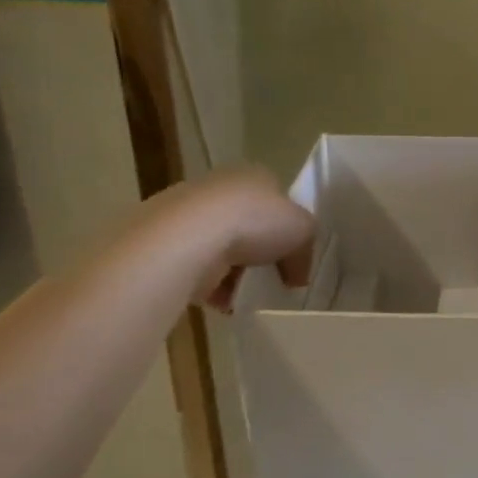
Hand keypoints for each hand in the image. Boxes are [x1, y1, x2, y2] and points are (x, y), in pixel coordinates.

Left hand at [146, 169, 315, 310]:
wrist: (191, 238)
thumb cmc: (254, 221)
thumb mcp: (304, 230)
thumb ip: (306, 250)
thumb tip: (297, 275)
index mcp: (255, 176)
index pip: (278, 201)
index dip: (289, 229)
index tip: (296, 257)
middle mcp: (221, 189)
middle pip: (250, 226)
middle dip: (261, 254)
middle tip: (275, 278)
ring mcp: (191, 214)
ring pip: (225, 250)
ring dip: (238, 273)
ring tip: (250, 293)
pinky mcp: (171, 243)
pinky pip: (202, 269)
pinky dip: (214, 287)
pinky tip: (226, 301)